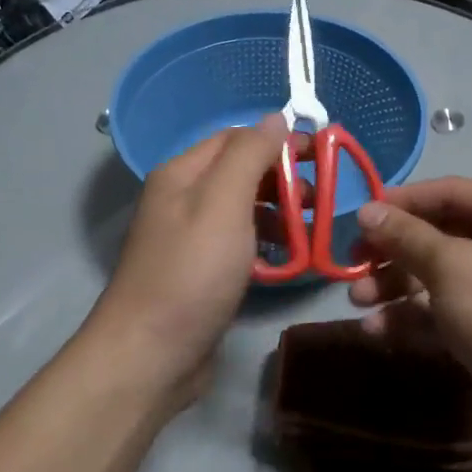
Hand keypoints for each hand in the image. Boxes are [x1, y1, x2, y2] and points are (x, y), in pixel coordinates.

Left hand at [88, 115, 290, 402]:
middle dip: (281, 180)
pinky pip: (239, 245)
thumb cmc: (191, 272)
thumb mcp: (223, 203)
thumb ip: (249, 155)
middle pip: (240, 173)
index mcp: (182, 174)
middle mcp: (182, 199)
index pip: (236, 138)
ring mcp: (190, 239)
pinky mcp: (201, 273)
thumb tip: (275, 117)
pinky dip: (265, 245)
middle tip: (317, 200)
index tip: (320, 157)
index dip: (278, 142)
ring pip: (243, 211)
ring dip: (278, 214)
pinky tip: (286, 261)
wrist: (152, 354)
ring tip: (308, 233)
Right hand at [349, 178, 471, 430]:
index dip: (401, 203)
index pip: (451, 192)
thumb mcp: (452, 267)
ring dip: (396, 287)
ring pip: (441, 276)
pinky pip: (449, 310)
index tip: (357, 217)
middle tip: (352, 266)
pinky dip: (415, 317)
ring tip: (358, 302)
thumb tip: (366, 209)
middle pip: (442, 236)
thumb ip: (405, 235)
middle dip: (394, 254)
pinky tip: (378, 331)